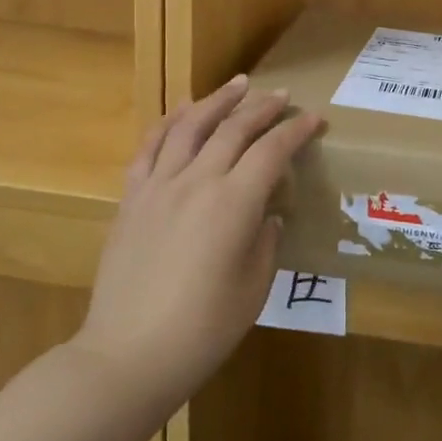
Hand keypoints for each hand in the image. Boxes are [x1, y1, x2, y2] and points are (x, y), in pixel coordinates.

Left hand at [75, 76, 321, 419]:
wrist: (127, 355)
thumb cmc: (203, 330)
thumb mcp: (254, 288)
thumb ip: (265, 241)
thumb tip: (266, 214)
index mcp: (234, 204)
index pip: (272, 151)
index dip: (296, 131)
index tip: (314, 119)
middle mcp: (197, 182)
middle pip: (234, 129)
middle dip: (262, 108)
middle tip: (281, 96)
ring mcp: (159, 186)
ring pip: (190, 126)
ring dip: (217, 101)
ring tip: (237, 85)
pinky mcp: (132, 198)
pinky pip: (150, 147)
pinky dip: (169, 122)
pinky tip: (182, 111)